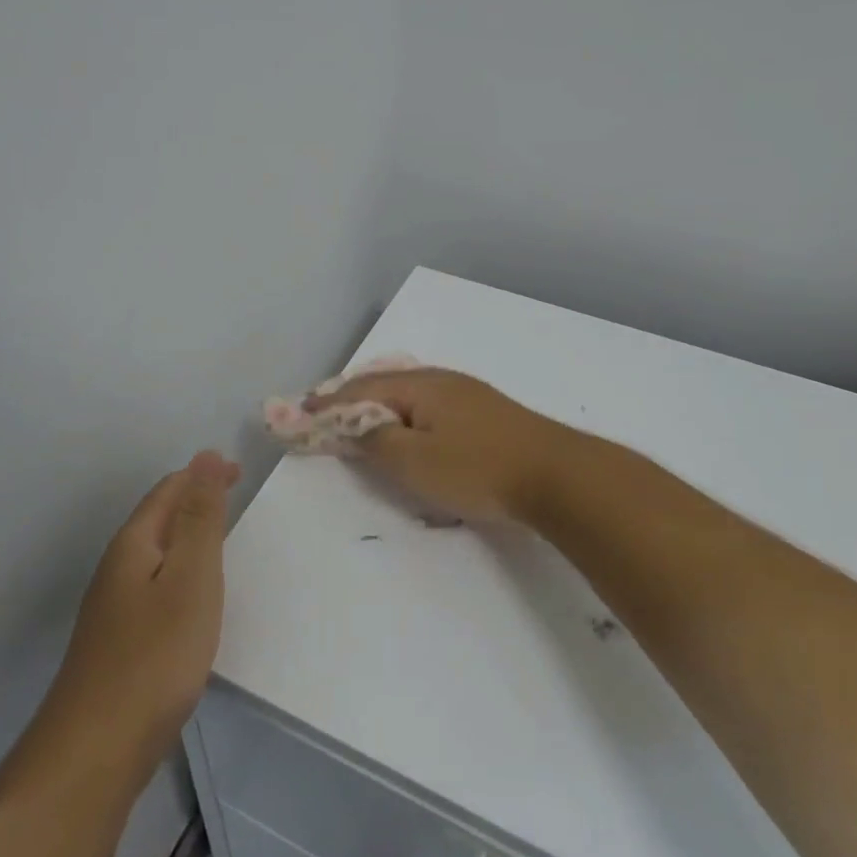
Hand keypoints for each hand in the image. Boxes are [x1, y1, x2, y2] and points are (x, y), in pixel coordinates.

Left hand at [46, 451, 238, 770]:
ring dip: (187, 537)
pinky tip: (192, 600)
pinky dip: (180, 574)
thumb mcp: (191, 578)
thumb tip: (206, 456)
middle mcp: (116, 568)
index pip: (168, 491)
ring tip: (221, 541)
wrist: (95, 752)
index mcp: (133, 545)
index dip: (203, 475)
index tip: (240, 473)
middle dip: (195, 501)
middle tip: (235, 500)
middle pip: (158, 519)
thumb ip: (201, 518)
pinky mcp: (117, 642)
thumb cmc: (154, 656)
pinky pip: (154, 586)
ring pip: (155, 554)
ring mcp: (112, 608)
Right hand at [312, 368, 577, 525]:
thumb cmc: (479, 468)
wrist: (557, 475)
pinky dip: (404, 414)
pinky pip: (429, 405)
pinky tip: (408, 424)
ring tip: (358, 417)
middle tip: (322, 412)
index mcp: (420, 386)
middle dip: (350, 398)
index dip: (328, 403)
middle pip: (384, 384)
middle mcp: (441, 380)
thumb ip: (377, 441)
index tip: (299, 412)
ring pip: (409, 393)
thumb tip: (351, 424)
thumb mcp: (416, 461)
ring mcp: (467, 394)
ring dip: (378, 405)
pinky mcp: (485, 413)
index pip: (361, 389)